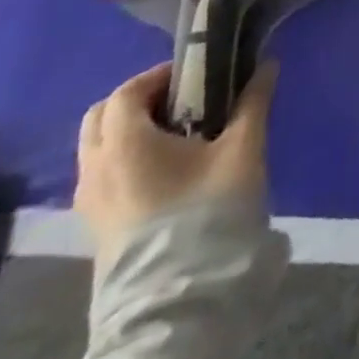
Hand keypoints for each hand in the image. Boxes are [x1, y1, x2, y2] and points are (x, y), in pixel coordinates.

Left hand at [75, 60, 277, 260]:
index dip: (160, 75)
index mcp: (125, 143)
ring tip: (178, 134)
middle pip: (101, 117)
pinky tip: (166, 169)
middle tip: (182, 100)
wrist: (180, 295)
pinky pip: (101, 176)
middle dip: (138, 101)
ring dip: (130, 131)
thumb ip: (253, 102)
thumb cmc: (208, 209)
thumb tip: (267, 64)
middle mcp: (96, 168)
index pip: (127, 92)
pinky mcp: (96, 227)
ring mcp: (90, 202)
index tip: (196, 75)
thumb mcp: (243, 148)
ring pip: (97, 148)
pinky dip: (125, 158)